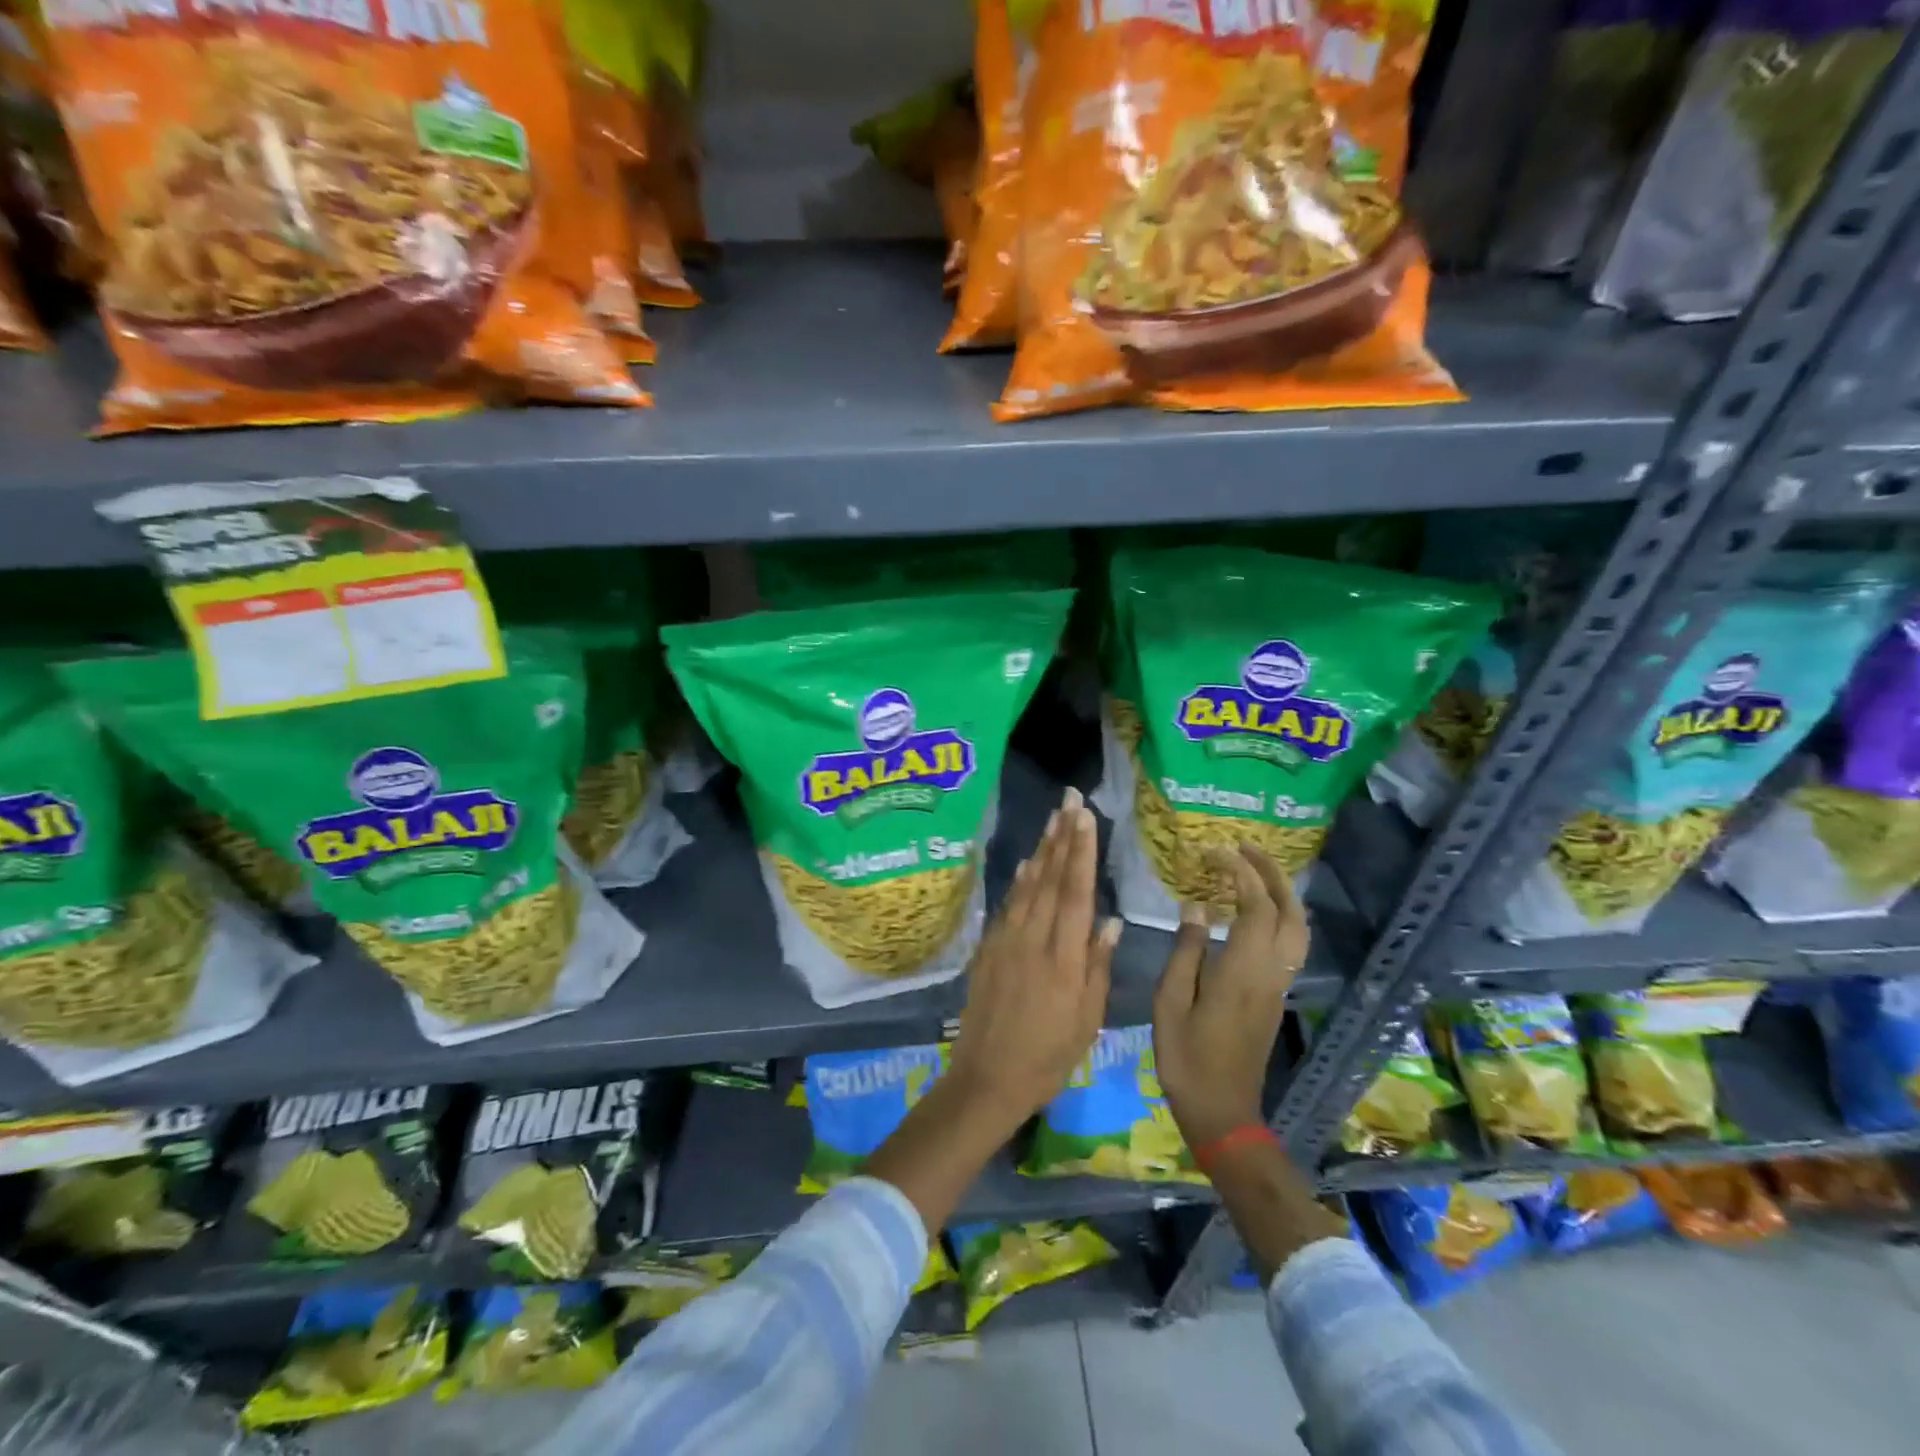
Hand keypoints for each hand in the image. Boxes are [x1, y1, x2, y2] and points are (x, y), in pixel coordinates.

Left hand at [947, 787, 1118, 1131]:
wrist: (987, 1078)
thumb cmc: (1048, 1057)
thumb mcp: (1086, 1020)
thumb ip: (1097, 966)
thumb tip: (1109, 921)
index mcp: (1063, 958)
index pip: (1076, 893)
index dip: (1081, 851)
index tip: (1085, 817)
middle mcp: (1033, 939)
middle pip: (1050, 879)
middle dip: (1062, 836)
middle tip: (1068, 800)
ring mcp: (1006, 941)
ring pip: (1027, 886)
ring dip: (1041, 850)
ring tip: (1052, 819)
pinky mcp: (988, 949)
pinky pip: (1007, 905)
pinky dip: (1019, 881)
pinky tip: (1026, 863)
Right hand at [1153, 845, 1307, 1150]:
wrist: (1222, 1111)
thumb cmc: (1187, 1057)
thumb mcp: (1171, 1002)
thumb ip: (1186, 950)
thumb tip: (1196, 906)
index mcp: (1243, 970)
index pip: (1256, 906)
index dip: (1240, 872)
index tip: (1215, 852)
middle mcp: (1271, 972)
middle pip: (1290, 911)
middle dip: (1272, 873)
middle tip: (1244, 848)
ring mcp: (1278, 985)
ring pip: (1298, 928)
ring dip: (1282, 893)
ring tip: (1252, 870)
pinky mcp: (1276, 996)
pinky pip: (1289, 943)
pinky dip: (1279, 914)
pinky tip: (1253, 909)